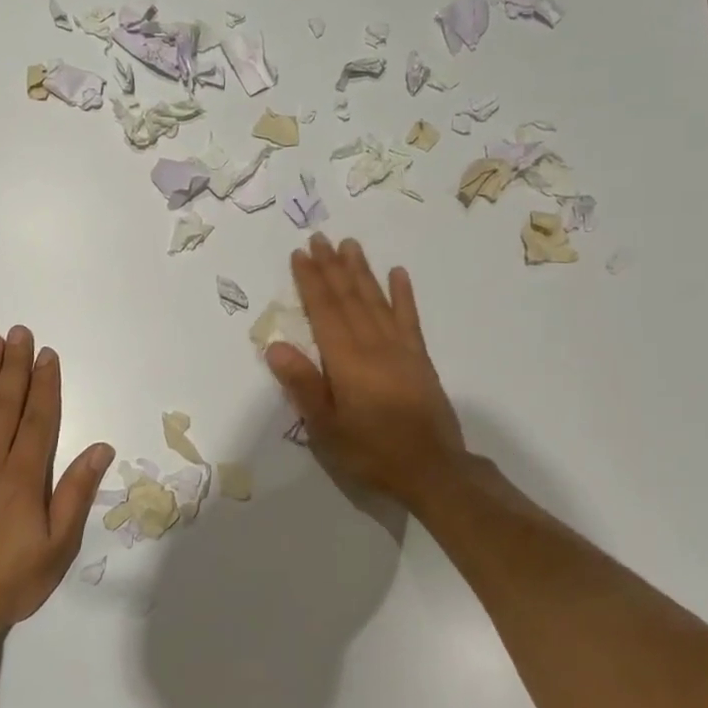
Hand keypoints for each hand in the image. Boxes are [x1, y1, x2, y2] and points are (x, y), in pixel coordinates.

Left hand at [0, 326, 113, 631]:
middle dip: (14, 366)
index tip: (48, 355)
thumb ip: (75, 495)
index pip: (39, 419)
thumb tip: (101, 448)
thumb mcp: (56, 549)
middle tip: (19, 332)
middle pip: (4, 404)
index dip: (46, 384)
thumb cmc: (8, 583)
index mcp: (22, 479)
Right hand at [264, 234, 468, 510]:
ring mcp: (400, 348)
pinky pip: (409, 318)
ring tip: (350, 244)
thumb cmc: (371, 451)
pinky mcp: (420, 358)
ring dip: (362, 271)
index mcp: (346, 360)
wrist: (432, 469)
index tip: (300, 254)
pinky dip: (403, 294)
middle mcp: (373, 344)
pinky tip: (398, 273)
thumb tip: (275, 346)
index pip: (324, 310)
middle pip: (349, 297)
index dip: (311, 281)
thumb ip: (303, 385)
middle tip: (320, 238)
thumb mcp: (326, 428)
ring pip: (376, 300)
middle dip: (332, 266)